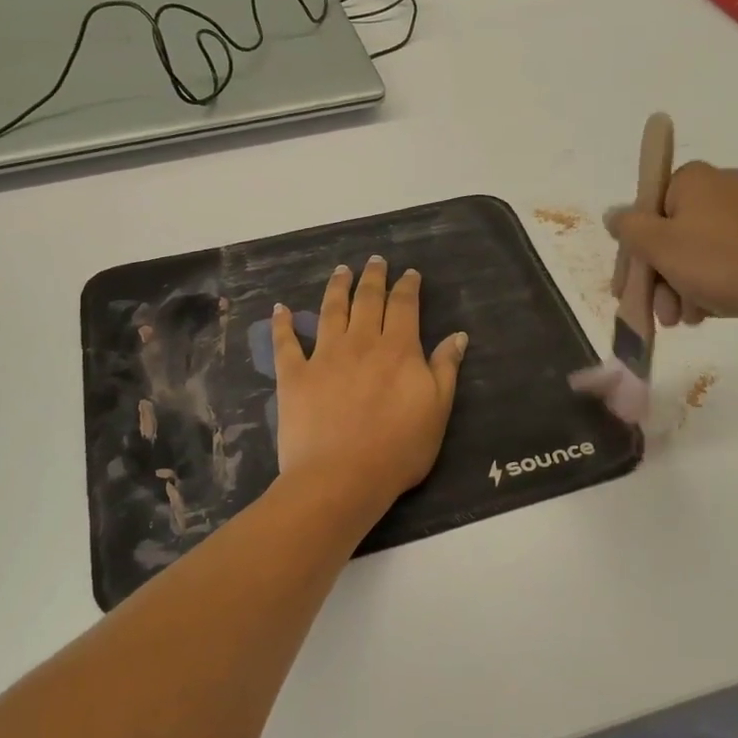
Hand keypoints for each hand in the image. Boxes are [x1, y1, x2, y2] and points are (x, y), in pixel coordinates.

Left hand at [272, 257, 466, 515]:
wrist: (342, 477)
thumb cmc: (399, 449)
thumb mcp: (437, 410)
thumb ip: (446, 369)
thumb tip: (457, 335)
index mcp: (398, 349)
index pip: (404, 306)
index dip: (407, 286)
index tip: (409, 273)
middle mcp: (360, 343)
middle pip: (367, 300)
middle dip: (373, 277)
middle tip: (375, 260)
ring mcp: (323, 357)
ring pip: (330, 311)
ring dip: (337, 288)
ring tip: (341, 270)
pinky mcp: (294, 376)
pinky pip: (286, 343)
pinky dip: (282, 323)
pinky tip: (280, 308)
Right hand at [605, 162, 737, 331]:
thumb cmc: (721, 261)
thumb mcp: (660, 246)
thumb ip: (628, 228)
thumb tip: (613, 215)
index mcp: (691, 179)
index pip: (643, 212)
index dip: (631, 254)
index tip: (625, 290)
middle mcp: (718, 187)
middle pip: (668, 235)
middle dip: (658, 278)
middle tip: (659, 313)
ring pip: (693, 253)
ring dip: (680, 288)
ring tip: (685, 320)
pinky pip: (721, 260)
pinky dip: (708, 285)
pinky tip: (707, 312)